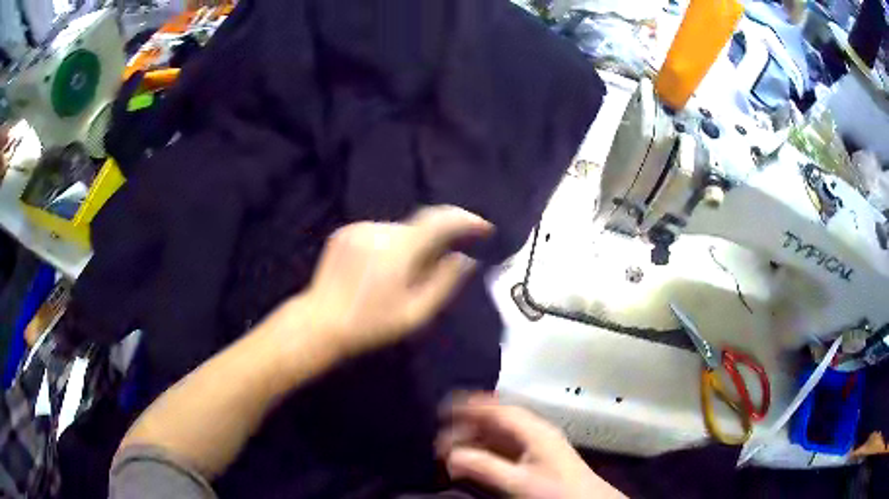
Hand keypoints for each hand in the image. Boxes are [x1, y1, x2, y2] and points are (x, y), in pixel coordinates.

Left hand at [300, 205, 491, 356]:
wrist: (320, 323)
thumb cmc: (370, 325)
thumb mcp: (415, 313)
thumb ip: (444, 283)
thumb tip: (465, 259)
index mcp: (397, 250)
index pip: (439, 220)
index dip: (466, 220)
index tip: (483, 228)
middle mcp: (378, 230)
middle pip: (419, 227)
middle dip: (434, 243)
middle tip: (436, 270)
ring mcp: (358, 229)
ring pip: (399, 231)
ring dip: (410, 247)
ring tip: (399, 278)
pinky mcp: (344, 232)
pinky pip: (379, 233)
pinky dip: (389, 247)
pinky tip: (379, 272)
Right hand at [438, 393, 625, 498]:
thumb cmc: (556, 491)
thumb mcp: (519, 482)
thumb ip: (485, 467)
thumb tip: (451, 455)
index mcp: (534, 430)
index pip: (498, 409)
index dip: (471, 405)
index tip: (444, 407)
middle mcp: (534, 432)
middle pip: (497, 421)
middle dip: (468, 426)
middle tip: (440, 439)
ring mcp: (536, 445)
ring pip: (500, 435)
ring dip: (475, 439)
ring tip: (450, 449)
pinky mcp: (536, 459)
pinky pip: (504, 448)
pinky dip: (485, 451)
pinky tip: (472, 459)